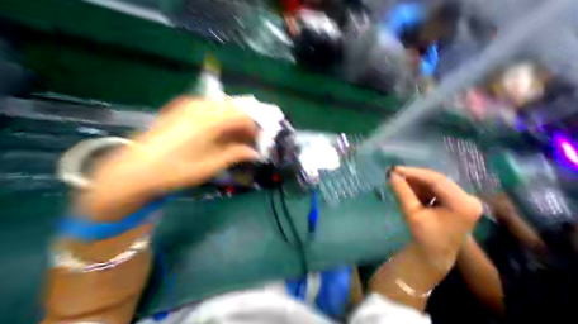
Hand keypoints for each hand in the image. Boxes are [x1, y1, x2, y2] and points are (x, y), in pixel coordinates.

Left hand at [85, 98, 258, 219]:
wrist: (134, 172)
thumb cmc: (178, 170)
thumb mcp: (213, 165)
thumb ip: (237, 154)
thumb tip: (256, 152)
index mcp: (210, 120)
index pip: (243, 116)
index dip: (254, 129)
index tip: (257, 142)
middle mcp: (200, 106)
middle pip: (234, 109)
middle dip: (245, 125)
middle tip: (249, 140)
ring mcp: (188, 105)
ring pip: (223, 108)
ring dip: (234, 122)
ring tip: (236, 139)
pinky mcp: (181, 109)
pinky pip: (210, 108)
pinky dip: (221, 119)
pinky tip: (220, 133)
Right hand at [387, 166, 483, 273]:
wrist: (434, 252)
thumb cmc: (424, 235)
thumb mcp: (411, 213)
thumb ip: (402, 192)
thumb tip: (391, 175)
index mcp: (462, 204)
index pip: (436, 180)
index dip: (414, 172)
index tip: (395, 169)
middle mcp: (467, 198)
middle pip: (436, 180)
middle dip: (413, 176)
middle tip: (395, 174)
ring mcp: (463, 199)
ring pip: (434, 182)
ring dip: (415, 182)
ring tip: (399, 183)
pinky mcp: (455, 200)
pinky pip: (434, 188)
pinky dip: (419, 187)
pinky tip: (408, 189)